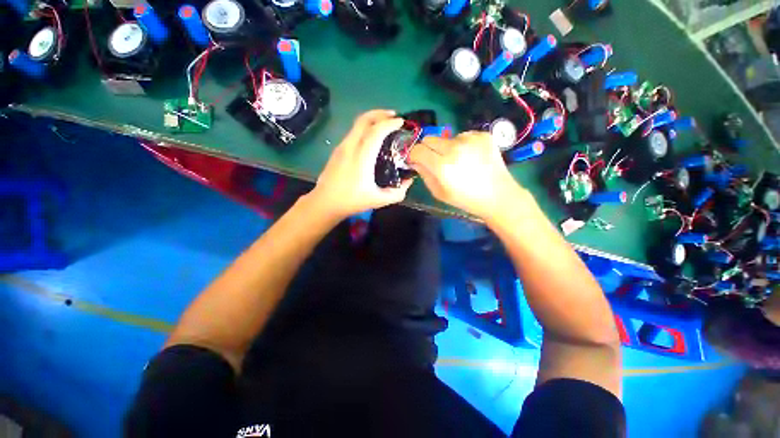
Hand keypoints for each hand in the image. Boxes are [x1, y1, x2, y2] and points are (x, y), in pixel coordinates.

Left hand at [308, 110, 411, 219]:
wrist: (325, 202)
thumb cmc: (352, 201)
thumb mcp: (379, 200)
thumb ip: (397, 192)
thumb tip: (409, 181)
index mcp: (361, 158)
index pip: (376, 131)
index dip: (390, 123)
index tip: (401, 122)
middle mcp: (350, 147)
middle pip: (364, 119)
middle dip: (380, 113)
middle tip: (394, 116)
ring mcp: (342, 147)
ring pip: (357, 124)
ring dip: (372, 119)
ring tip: (384, 124)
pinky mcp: (337, 150)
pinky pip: (353, 132)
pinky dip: (365, 128)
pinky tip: (371, 137)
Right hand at [408, 131, 528, 219]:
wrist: (498, 196)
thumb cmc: (465, 199)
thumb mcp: (439, 192)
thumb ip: (424, 174)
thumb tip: (416, 161)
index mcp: (442, 165)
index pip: (418, 149)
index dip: (414, 155)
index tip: (417, 160)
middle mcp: (454, 148)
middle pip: (429, 138)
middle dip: (428, 149)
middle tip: (436, 160)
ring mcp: (470, 139)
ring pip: (446, 137)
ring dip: (447, 147)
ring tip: (459, 161)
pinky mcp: (483, 135)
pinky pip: (463, 136)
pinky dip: (462, 145)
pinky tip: (471, 157)